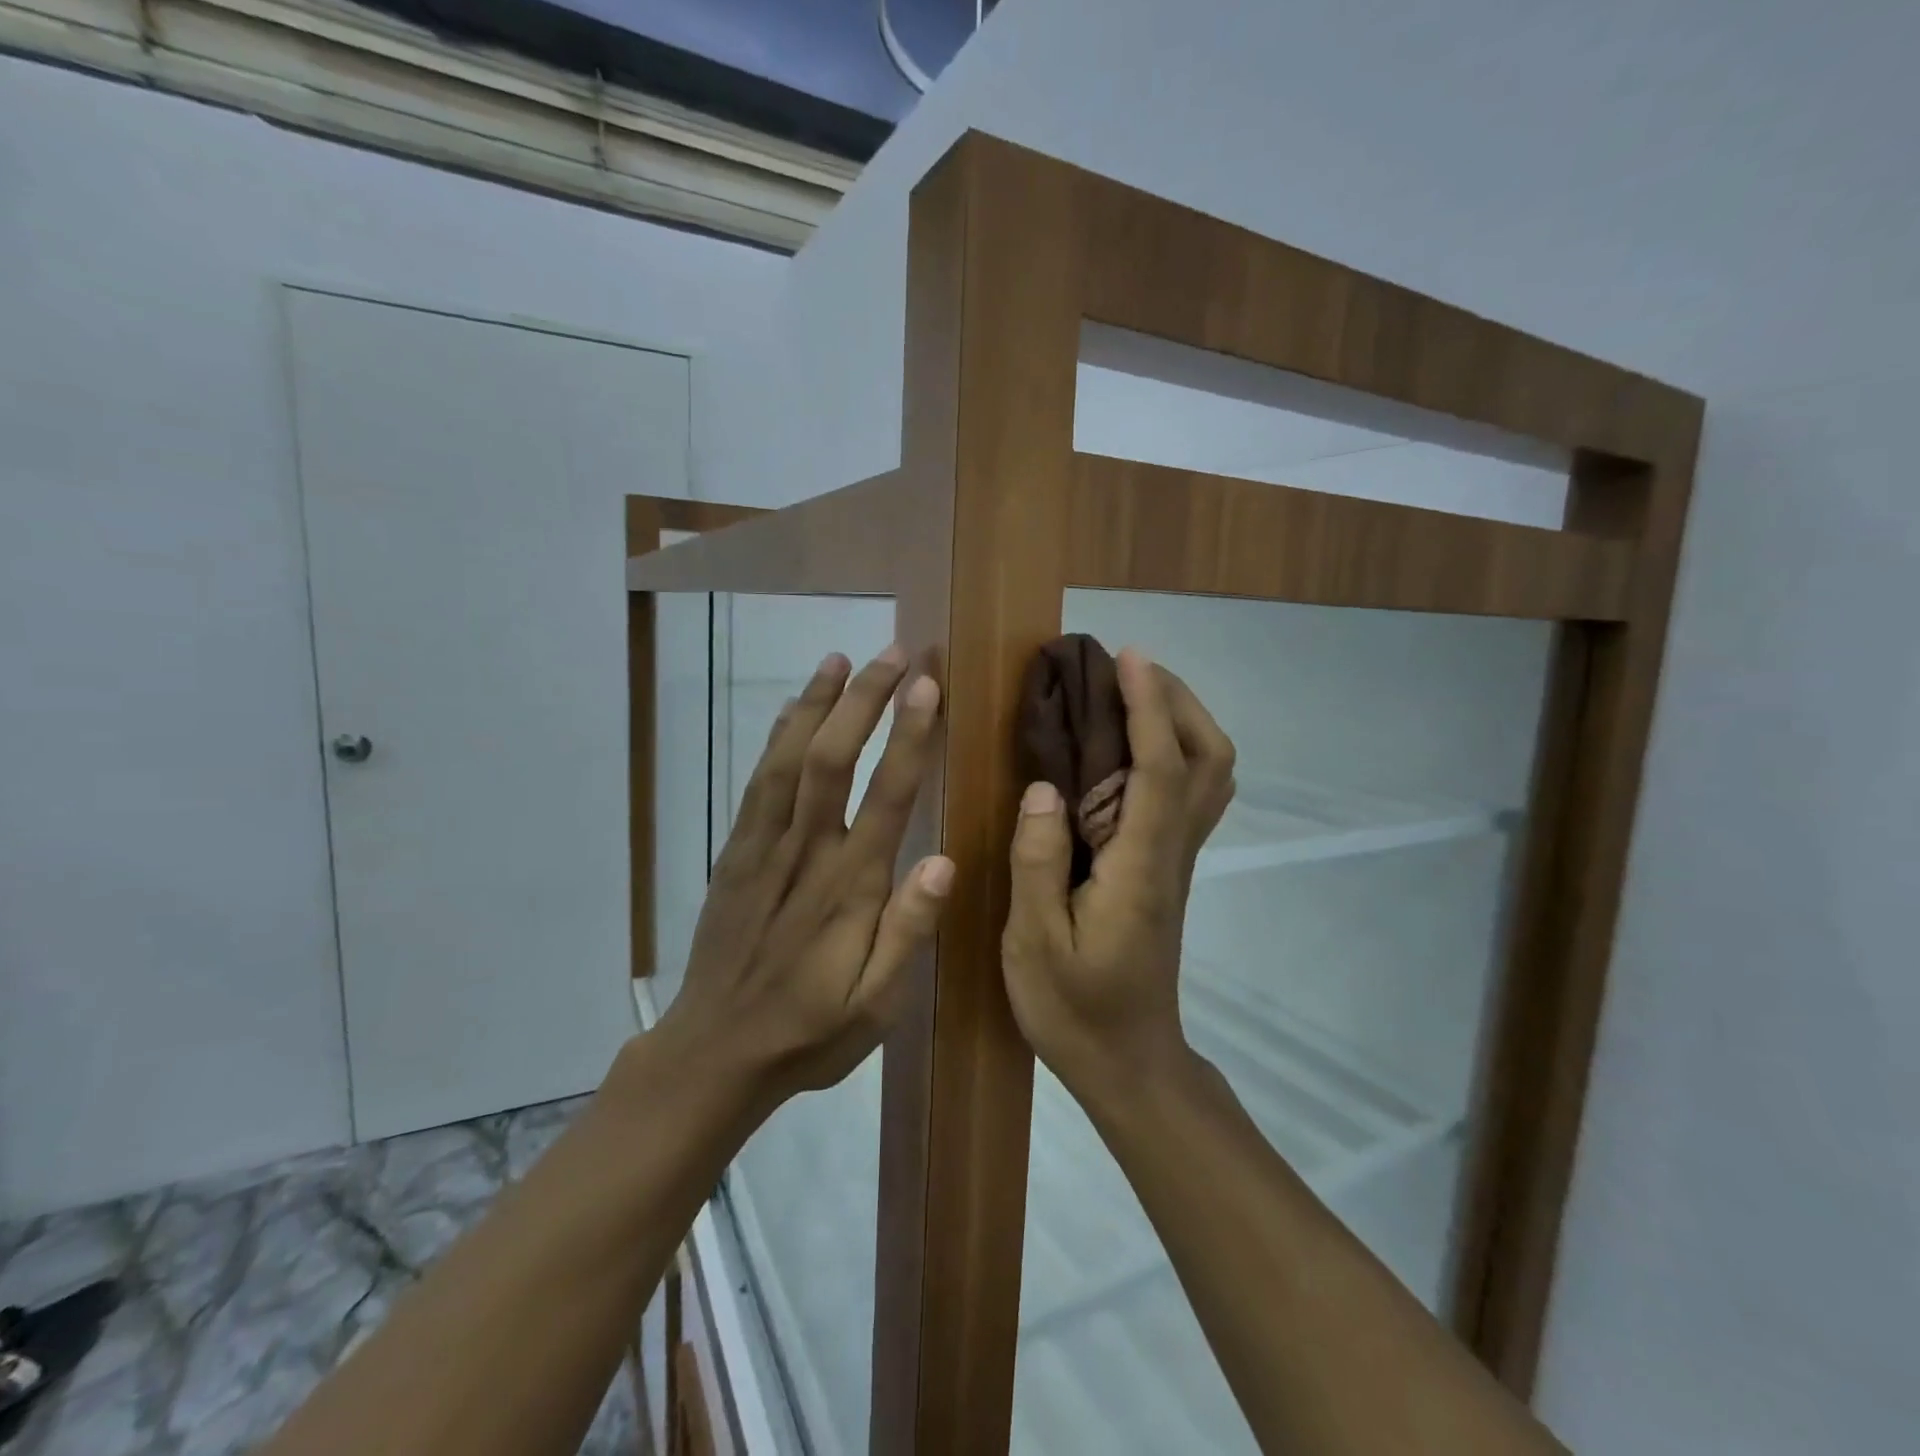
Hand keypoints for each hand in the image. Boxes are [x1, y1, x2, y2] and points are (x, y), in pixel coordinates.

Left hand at [659, 645, 953, 1107]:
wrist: (714, 1053)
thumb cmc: (810, 1034)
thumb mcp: (875, 1007)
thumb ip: (908, 933)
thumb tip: (944, 861)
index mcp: (848, 890)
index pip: (886, 796)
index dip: (909, 734)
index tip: (928, 684)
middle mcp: (805, 854)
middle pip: (832, 759)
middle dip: (864, 699)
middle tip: (895, 652)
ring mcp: (762, 848)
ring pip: (789, 760)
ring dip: (816, 704)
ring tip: (841, 657)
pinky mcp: (735, 853)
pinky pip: (756, 783)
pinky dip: (777, 737)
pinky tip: (794, 709)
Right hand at [1001, 649, 1235, 1096]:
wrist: (1129, 1062)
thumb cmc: (1075, 1009)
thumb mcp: (1034, 944)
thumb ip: (1037, 863)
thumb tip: (1045, 787)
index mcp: (1139, 867)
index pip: (1161, 769)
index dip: (1149, 707)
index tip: (1128, 658)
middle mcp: (1172, 853)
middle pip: (1209, 760)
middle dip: (1177, 701)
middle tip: (1126, 670)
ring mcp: (1178, 861)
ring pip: (1211, 775)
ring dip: (1182, 721)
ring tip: (1130, 696)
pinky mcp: (1170, 869)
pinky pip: (1191, 794)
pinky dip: (1174, 751)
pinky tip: (1130, 750)